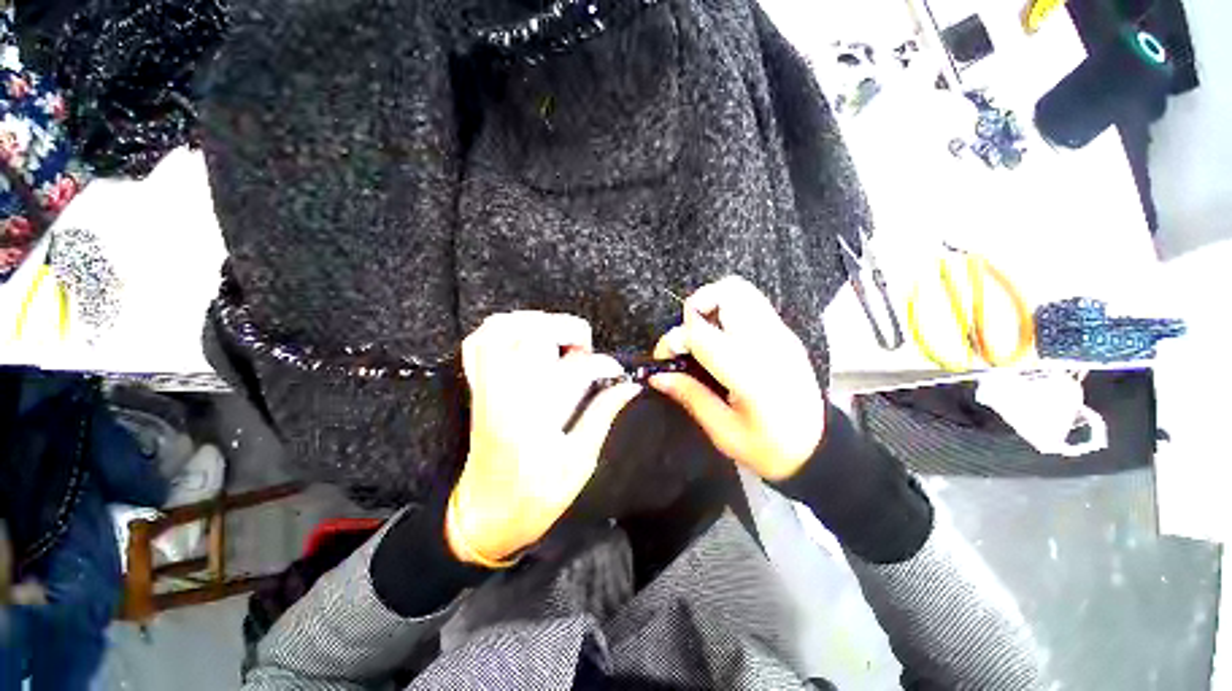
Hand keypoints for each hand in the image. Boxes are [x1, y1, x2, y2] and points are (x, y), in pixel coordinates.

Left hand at [449, 312, 640, 564]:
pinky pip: (478, 341)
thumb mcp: (579, 462)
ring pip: (501, 329)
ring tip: (559, 340)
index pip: (573, 369)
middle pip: (531, 334)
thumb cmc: (534, 497)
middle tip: (585, 351)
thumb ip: (602, 416)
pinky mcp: (476, 386)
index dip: (602, 365)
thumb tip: (628, 387)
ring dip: (536, 323)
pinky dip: (503, 329)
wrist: (484, 515)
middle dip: (567, 331)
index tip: (617, 372)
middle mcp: (505, 393)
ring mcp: (485, 386)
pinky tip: (525, 337)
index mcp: (534, 416)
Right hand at [650, 276, 824, 480]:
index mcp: (751, 373)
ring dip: (712, 305)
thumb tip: (656, 376)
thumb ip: (690, 395)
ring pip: (742, 291)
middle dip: (695, 307)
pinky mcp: (785, 335)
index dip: (674, 340)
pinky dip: (727, 311)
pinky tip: (721, 340)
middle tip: (685, 336)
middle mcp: (768, 344)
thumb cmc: (769, 449)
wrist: (819, 450)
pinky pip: (751, 304)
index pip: (702, 333)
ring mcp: (781, 335)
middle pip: (728, 293)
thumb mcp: (723, 431)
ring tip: (701, 334)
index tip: (663, 358)